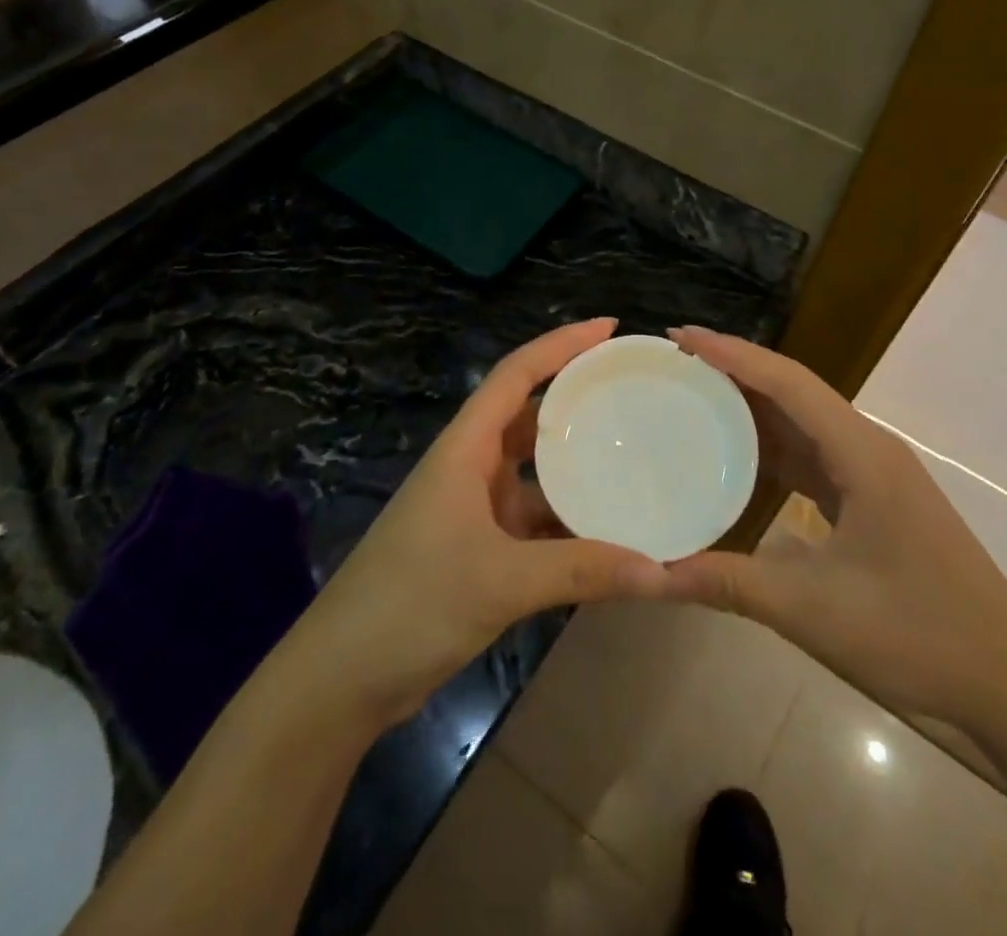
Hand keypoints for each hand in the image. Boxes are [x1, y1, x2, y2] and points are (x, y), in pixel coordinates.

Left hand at [287, 319, 670, 728]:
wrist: (341, 678)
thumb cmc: (412, 604)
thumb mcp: (502, 581)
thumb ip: (582, 571)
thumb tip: (664, 570)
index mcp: (465, 448)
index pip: (515, 374)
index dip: (561, 344)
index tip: (609, 327)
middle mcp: (469, 467)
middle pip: (528, 415)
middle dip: (575, 398)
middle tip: (632, 389)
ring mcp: (471, 509)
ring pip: (533, 472)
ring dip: (575, 466)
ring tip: (633, 455)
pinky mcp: (476, 549)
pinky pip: (533, 520)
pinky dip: (567, 522)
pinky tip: (608, 532)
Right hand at [662, 327, 1006, 735]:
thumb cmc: (918, 635)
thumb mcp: (812, 610)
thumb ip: (728, 583)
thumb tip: (653, 574)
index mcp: (860, 453)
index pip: (786, 382)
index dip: (730, 353)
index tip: (680, 335)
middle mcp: (868, 447)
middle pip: (793, 389)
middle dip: (734, 369)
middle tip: (674, 362)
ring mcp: (875, 473)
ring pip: (804, 420)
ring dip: (752, 405)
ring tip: (694, 395)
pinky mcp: (875, 499)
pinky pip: (814, 454)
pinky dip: (773, 446)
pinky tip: (739, 455)